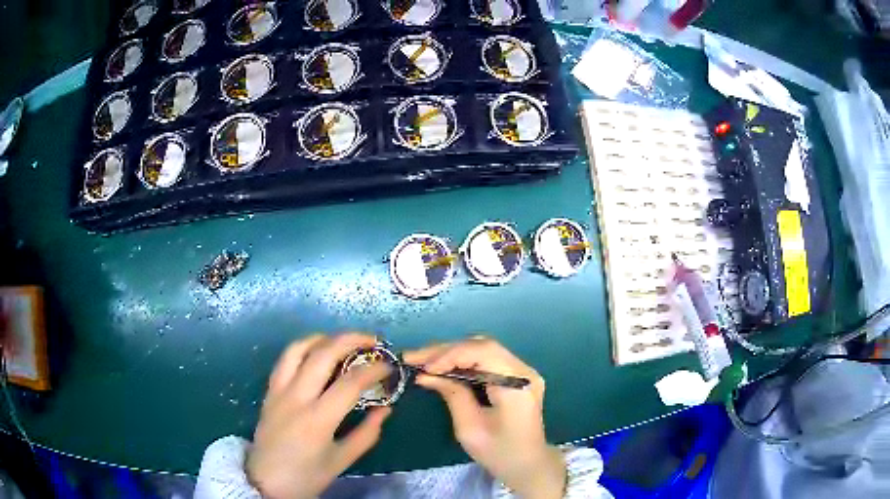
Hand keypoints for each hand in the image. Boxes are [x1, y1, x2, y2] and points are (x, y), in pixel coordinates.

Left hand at [247, 334, 392, 498]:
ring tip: (343, 341)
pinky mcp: (269, 391)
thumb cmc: (306, 476)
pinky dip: (303, 348)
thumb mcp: (341, 461)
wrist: (265, 482)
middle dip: (351, 340)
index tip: (389, 366)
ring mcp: (278, 391)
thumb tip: (385, 409)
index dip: (373, 370)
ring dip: (323, 338)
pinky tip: (316, 353)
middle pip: (323, 354)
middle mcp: (296, 397)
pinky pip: (284, 360)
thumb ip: (366, 434)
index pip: (350, 383)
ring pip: (298, 349)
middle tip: (372, 342)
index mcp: (317, 419)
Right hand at [404, 338, 565, 498]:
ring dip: (451, 354)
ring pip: (482, 349)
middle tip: (414, 358)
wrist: (528, 465)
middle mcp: (524, 370)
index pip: (484, 352)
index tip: (424, 368)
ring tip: (423, 361)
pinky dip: (462, 361)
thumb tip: (426, 374)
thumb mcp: (470, 428)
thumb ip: (452, 395)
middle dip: (445, 351)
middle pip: (482, 346)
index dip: (451, 355)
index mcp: (517, 384)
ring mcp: (522, 371)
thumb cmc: (499, 453)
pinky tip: (442, 368)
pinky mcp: (516, 377)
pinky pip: (486, 360)